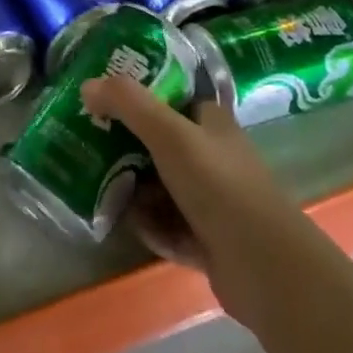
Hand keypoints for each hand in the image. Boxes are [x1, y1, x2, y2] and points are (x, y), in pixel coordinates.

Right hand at [82, 76, 308, 328]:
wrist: (264, 267)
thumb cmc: (218, 185)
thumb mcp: (169, 134)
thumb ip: (128, 104)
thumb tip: (88, 85)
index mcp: (211, 123)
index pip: (172, 98)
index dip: (140, 96)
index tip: (103, 100)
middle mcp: (213, 156)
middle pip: (161, 144)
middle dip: (128, 149)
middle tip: (91, 147)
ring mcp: (213, 200)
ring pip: (162, 187)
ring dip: (135, 191)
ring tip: (100, 189)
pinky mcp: (208, 239)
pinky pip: (169, 225)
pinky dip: (151, 226)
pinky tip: (131, 227)